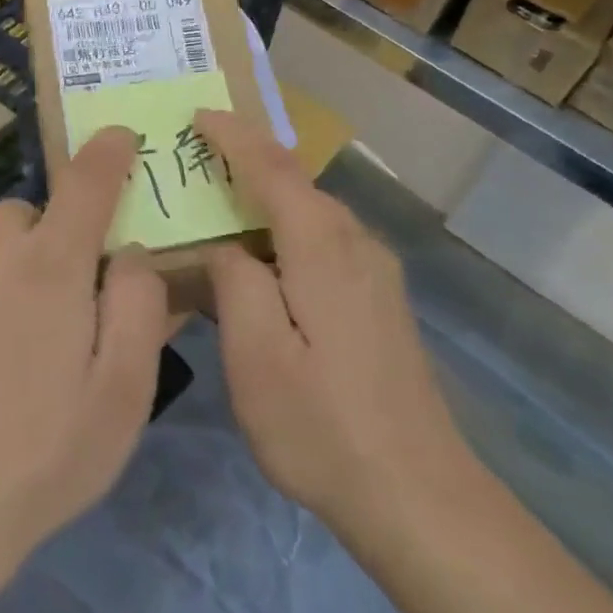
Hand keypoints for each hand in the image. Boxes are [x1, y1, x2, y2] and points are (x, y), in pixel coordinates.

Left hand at [0, 128, 169, 579]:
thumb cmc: (47, 451)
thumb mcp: (124, 388)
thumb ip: (139, 304)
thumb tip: (132, 254)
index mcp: (52, 266)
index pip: (87, 183)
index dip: (109, 153)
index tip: (121, 136)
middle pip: (35, 212)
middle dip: (61, 231)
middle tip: (77, 289)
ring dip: (22, 261)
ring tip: (30, 330)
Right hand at [197, 110, 479, 540]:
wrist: (419, 496)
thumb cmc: (323, 427)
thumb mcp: (256, 357)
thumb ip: (234, 281)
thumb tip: (226, 247)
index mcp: (323, 247)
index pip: (273, 168)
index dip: (234, 137)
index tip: (197, 115)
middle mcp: (356, 243)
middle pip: (295, 183)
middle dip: (246, 160)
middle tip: (194, 158)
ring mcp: (375, 272)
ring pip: (311, 212)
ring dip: (265, 197)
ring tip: (218, 202)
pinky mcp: (380, 299)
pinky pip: (323, 240)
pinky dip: (285, 229)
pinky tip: (261, 259)